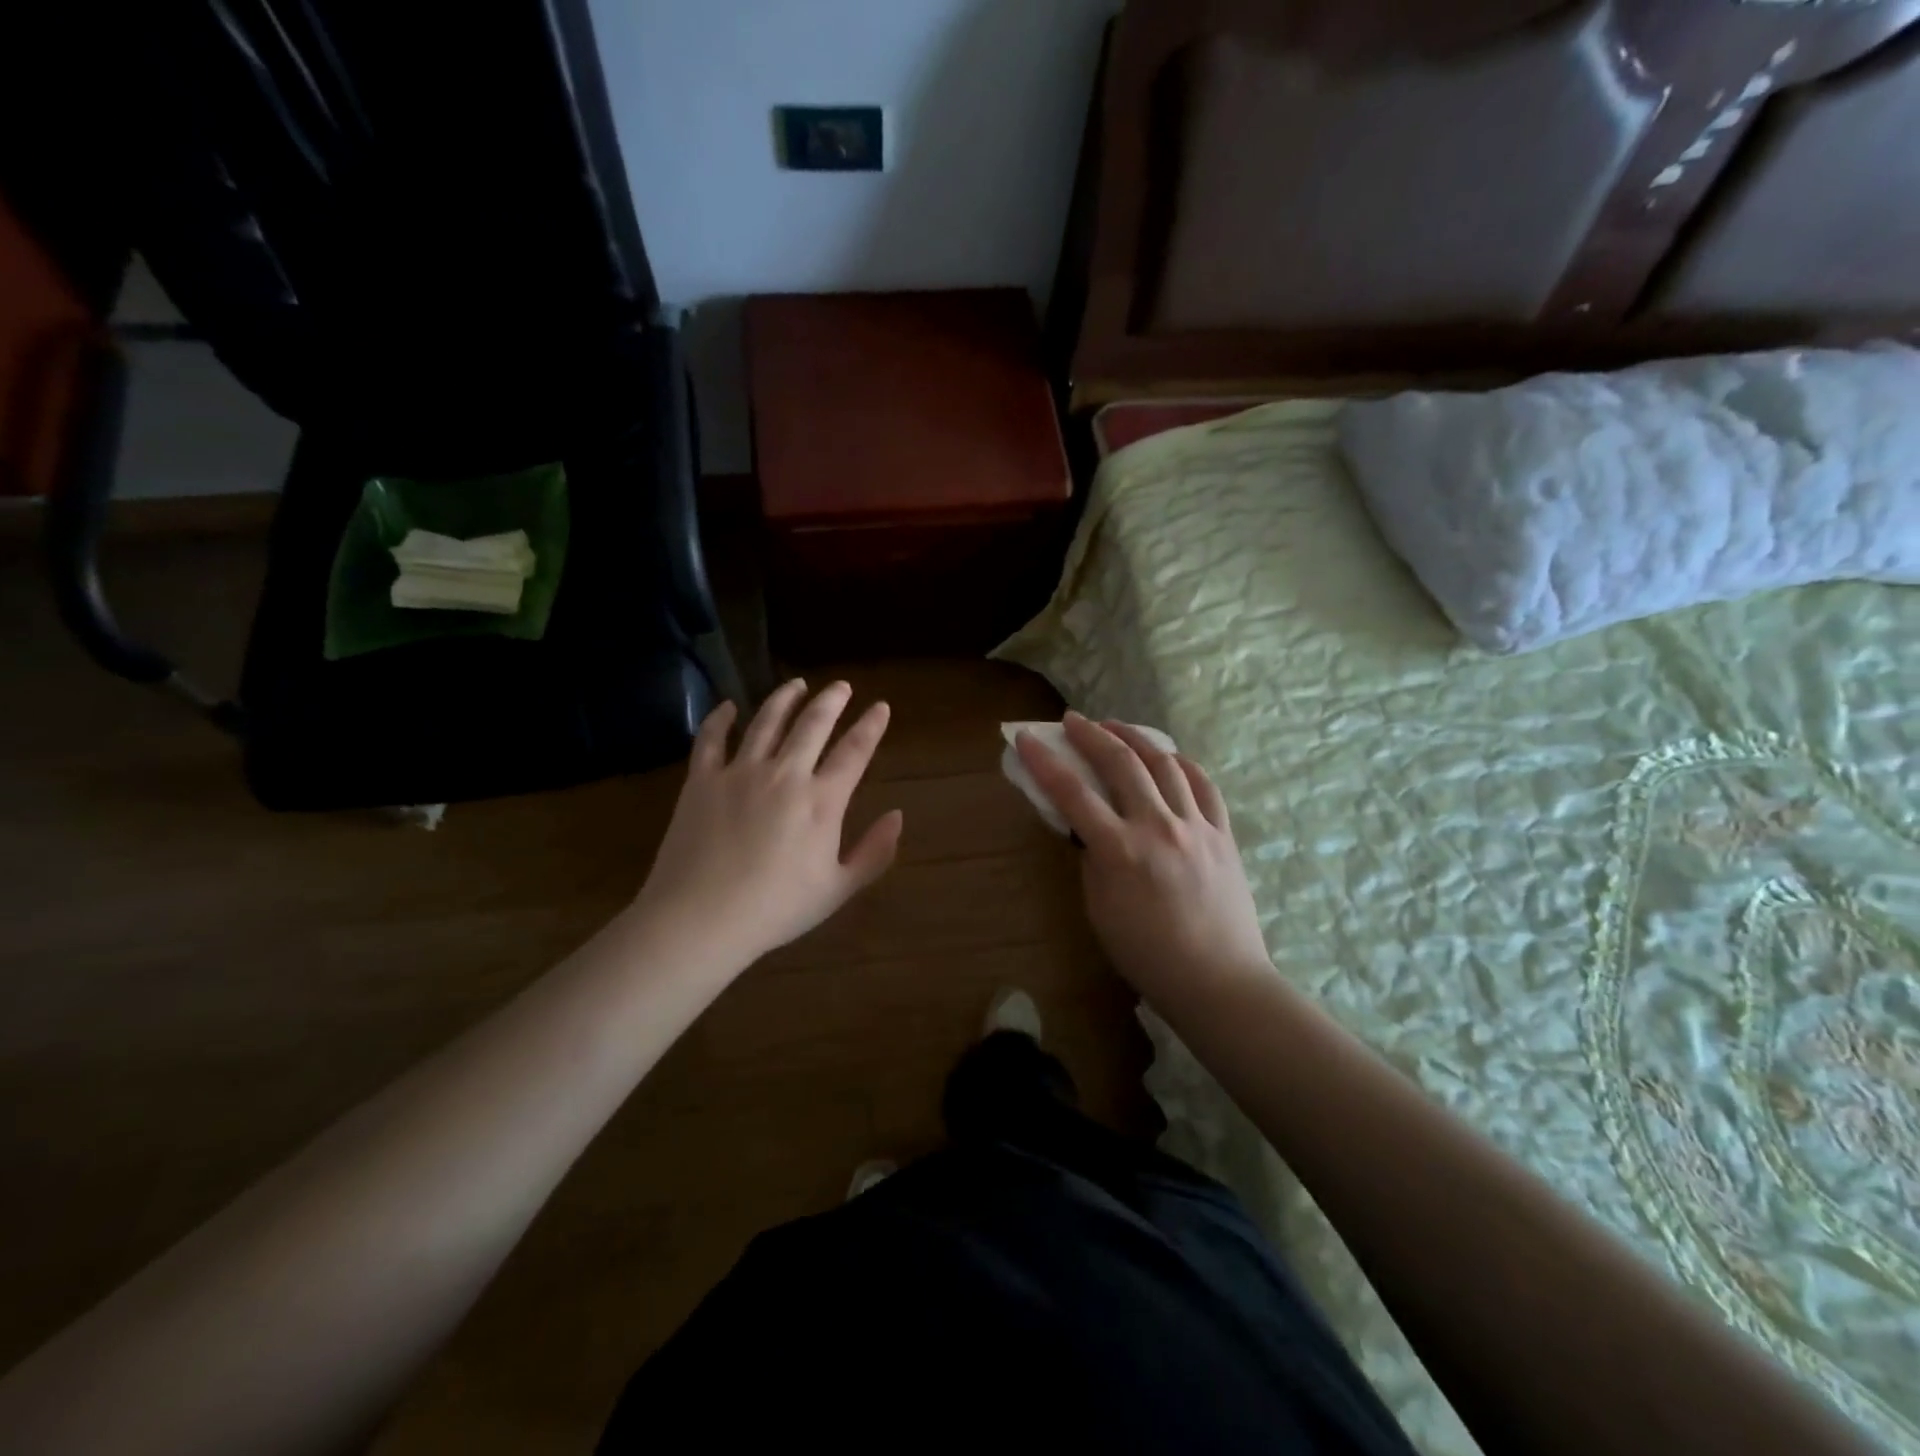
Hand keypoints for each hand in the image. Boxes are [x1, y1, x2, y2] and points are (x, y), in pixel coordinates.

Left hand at [633, 679, 903, 969]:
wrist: (701, 919)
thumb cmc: (776, 909)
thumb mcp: (838, 889)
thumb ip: (874, 852)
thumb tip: (898, 816)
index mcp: (822, 801)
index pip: (854, 751)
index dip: (871, 726)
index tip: (881, 707)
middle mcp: (785, 775)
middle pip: (813, 724)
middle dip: (832, 700)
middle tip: (842, 685)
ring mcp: (740, 772)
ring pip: (767, 721)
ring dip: (785, 698)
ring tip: (797, 684)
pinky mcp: (702, 780)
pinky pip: (712, 738)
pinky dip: (721, 718)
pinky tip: (729, 706)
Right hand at [1015, 712, 1270, 1008]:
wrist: (1218, 981)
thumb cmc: (1147, 955)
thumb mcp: (1099, 909)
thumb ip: (1092, 860)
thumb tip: (1089, 828)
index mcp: (1120, 850)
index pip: (1072, 792)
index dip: (1044, 761)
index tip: (1026, 738)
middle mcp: (1158, 826)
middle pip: (1121, 763)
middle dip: (1091, 734)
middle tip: (1073, 720)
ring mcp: (1196, 826)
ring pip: (1165, 764)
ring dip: (1136, 737)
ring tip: (1117, 726)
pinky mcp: (1223, 833)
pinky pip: (1204, 785)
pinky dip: (1182, 763)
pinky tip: (1169, 756)